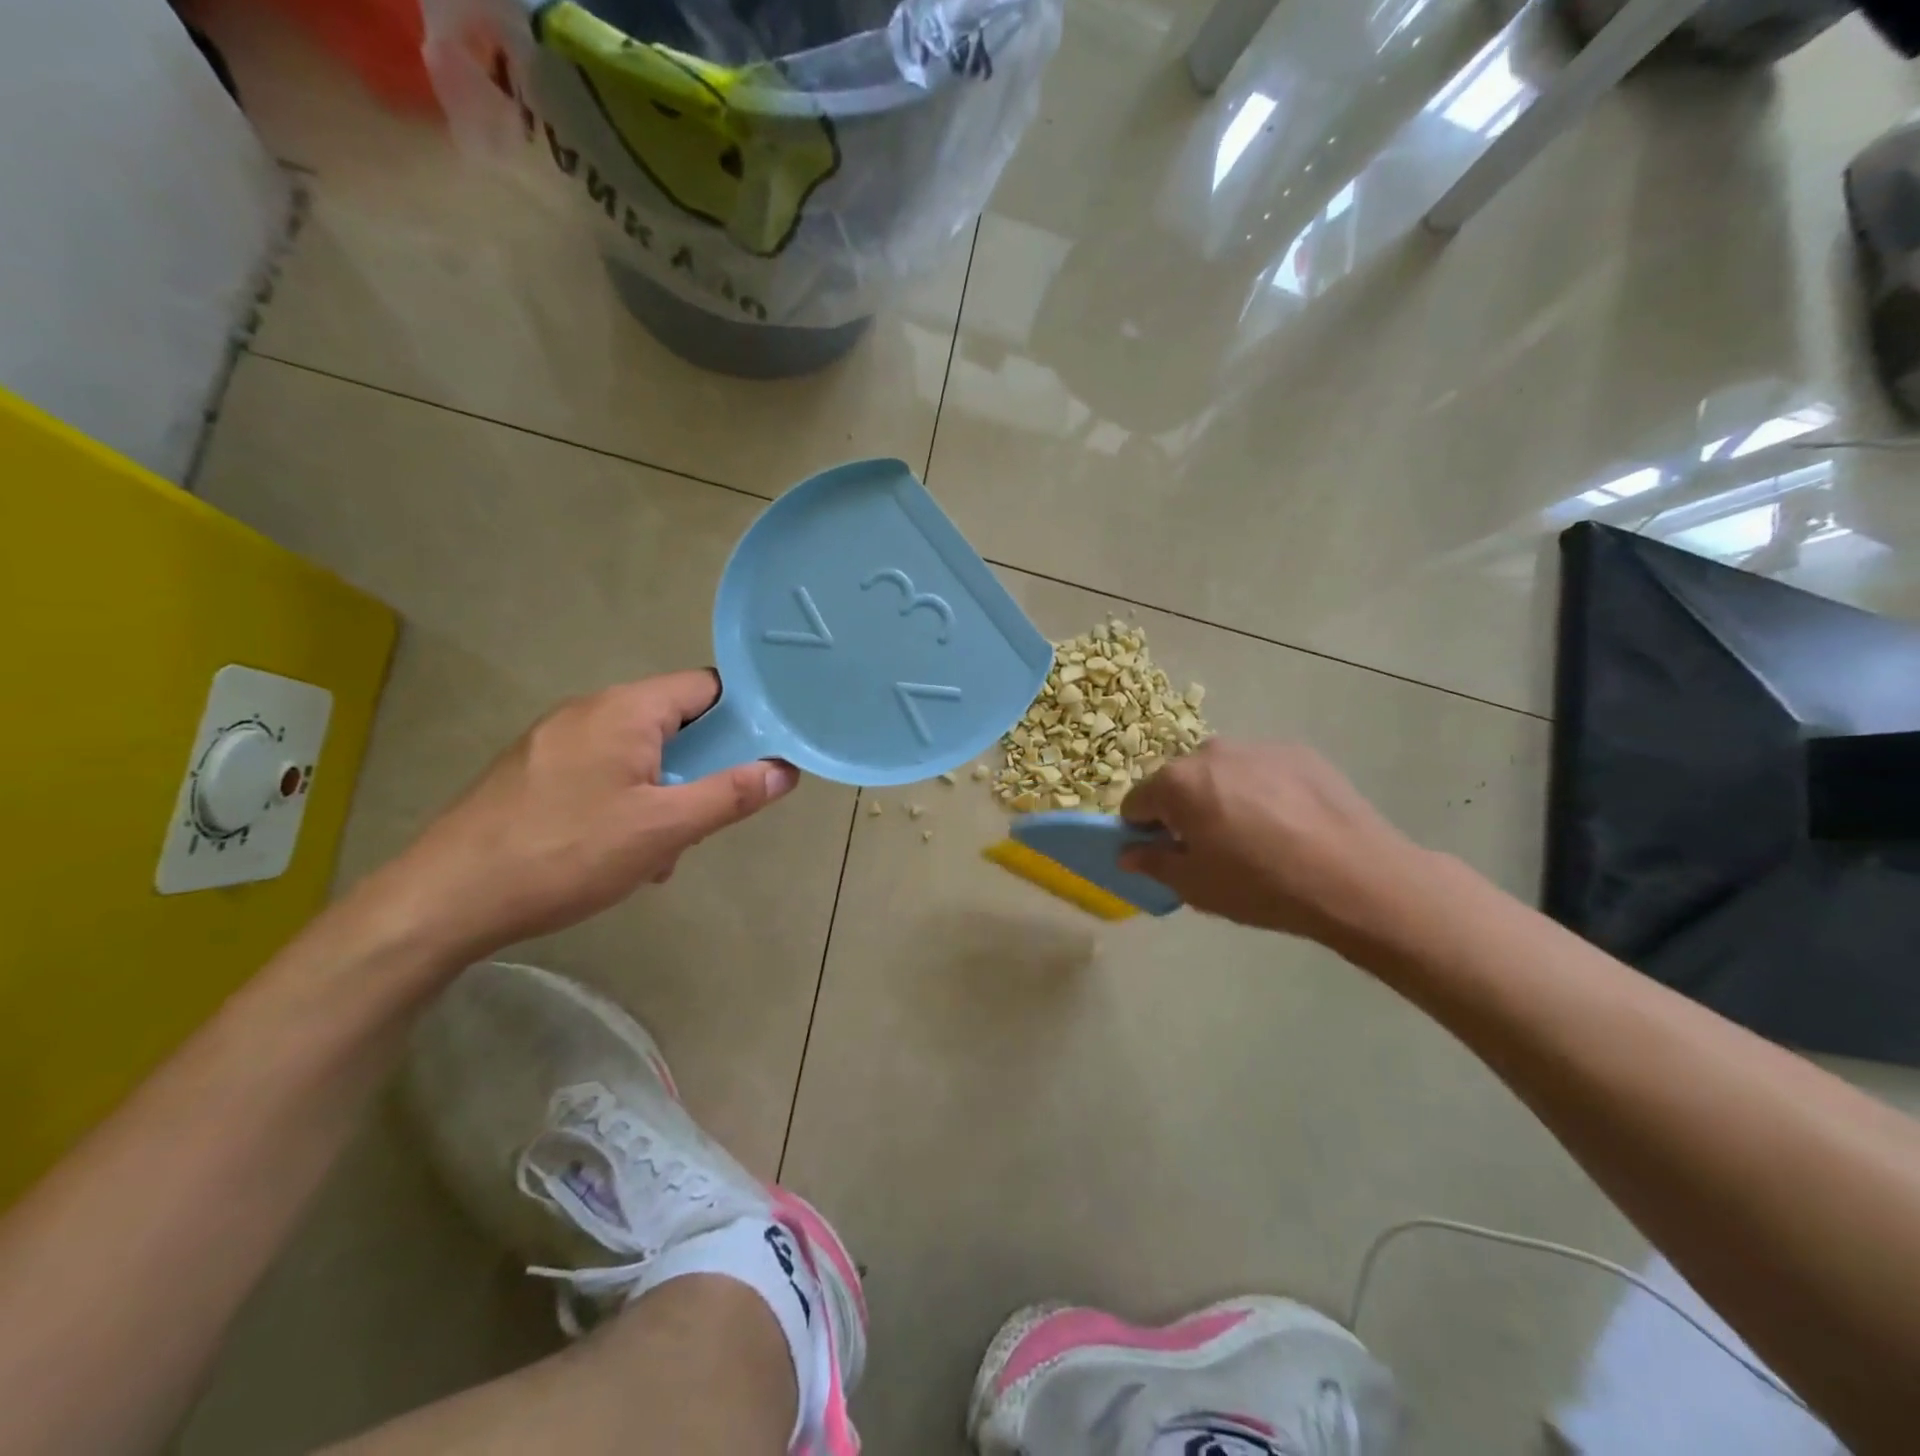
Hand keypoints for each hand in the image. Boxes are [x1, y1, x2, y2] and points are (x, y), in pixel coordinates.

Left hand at [372, 672, 797, 961]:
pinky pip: (602, 771)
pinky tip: (618, 852)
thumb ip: (730, 795)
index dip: (744, 714)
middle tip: (709, 815)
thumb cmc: (566, 854)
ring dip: (664, 793)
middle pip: (673, 721)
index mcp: (625, 709)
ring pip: (638, 753)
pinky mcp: (533, 772)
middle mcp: (589, 710)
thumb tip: (784, 769)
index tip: (766, 752)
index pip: (706, 687)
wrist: (444, 900)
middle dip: (702, 767)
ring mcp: (555, 740)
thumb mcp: (663, 829)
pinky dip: (627, 800)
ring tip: (661, 850)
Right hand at [1118, 739, 1431, 952]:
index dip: (1144, 830)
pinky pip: (1261, 770)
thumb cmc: (1260, 885)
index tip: (1166, 853)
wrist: (1355, 877)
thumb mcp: (1195, 886)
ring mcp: (1257, 747)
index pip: (1136, 801)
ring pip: (1222, 772)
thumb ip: (1152, 863)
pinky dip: (1263, 790)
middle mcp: (1210, 752)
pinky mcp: (1297, 751)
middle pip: (1180, 781)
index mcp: (1176, 782)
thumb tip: (1129, 852)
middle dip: (1185, 809)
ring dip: (1224, 796)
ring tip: (1258, 836)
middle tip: (1214, 847)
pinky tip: (1290, 824)